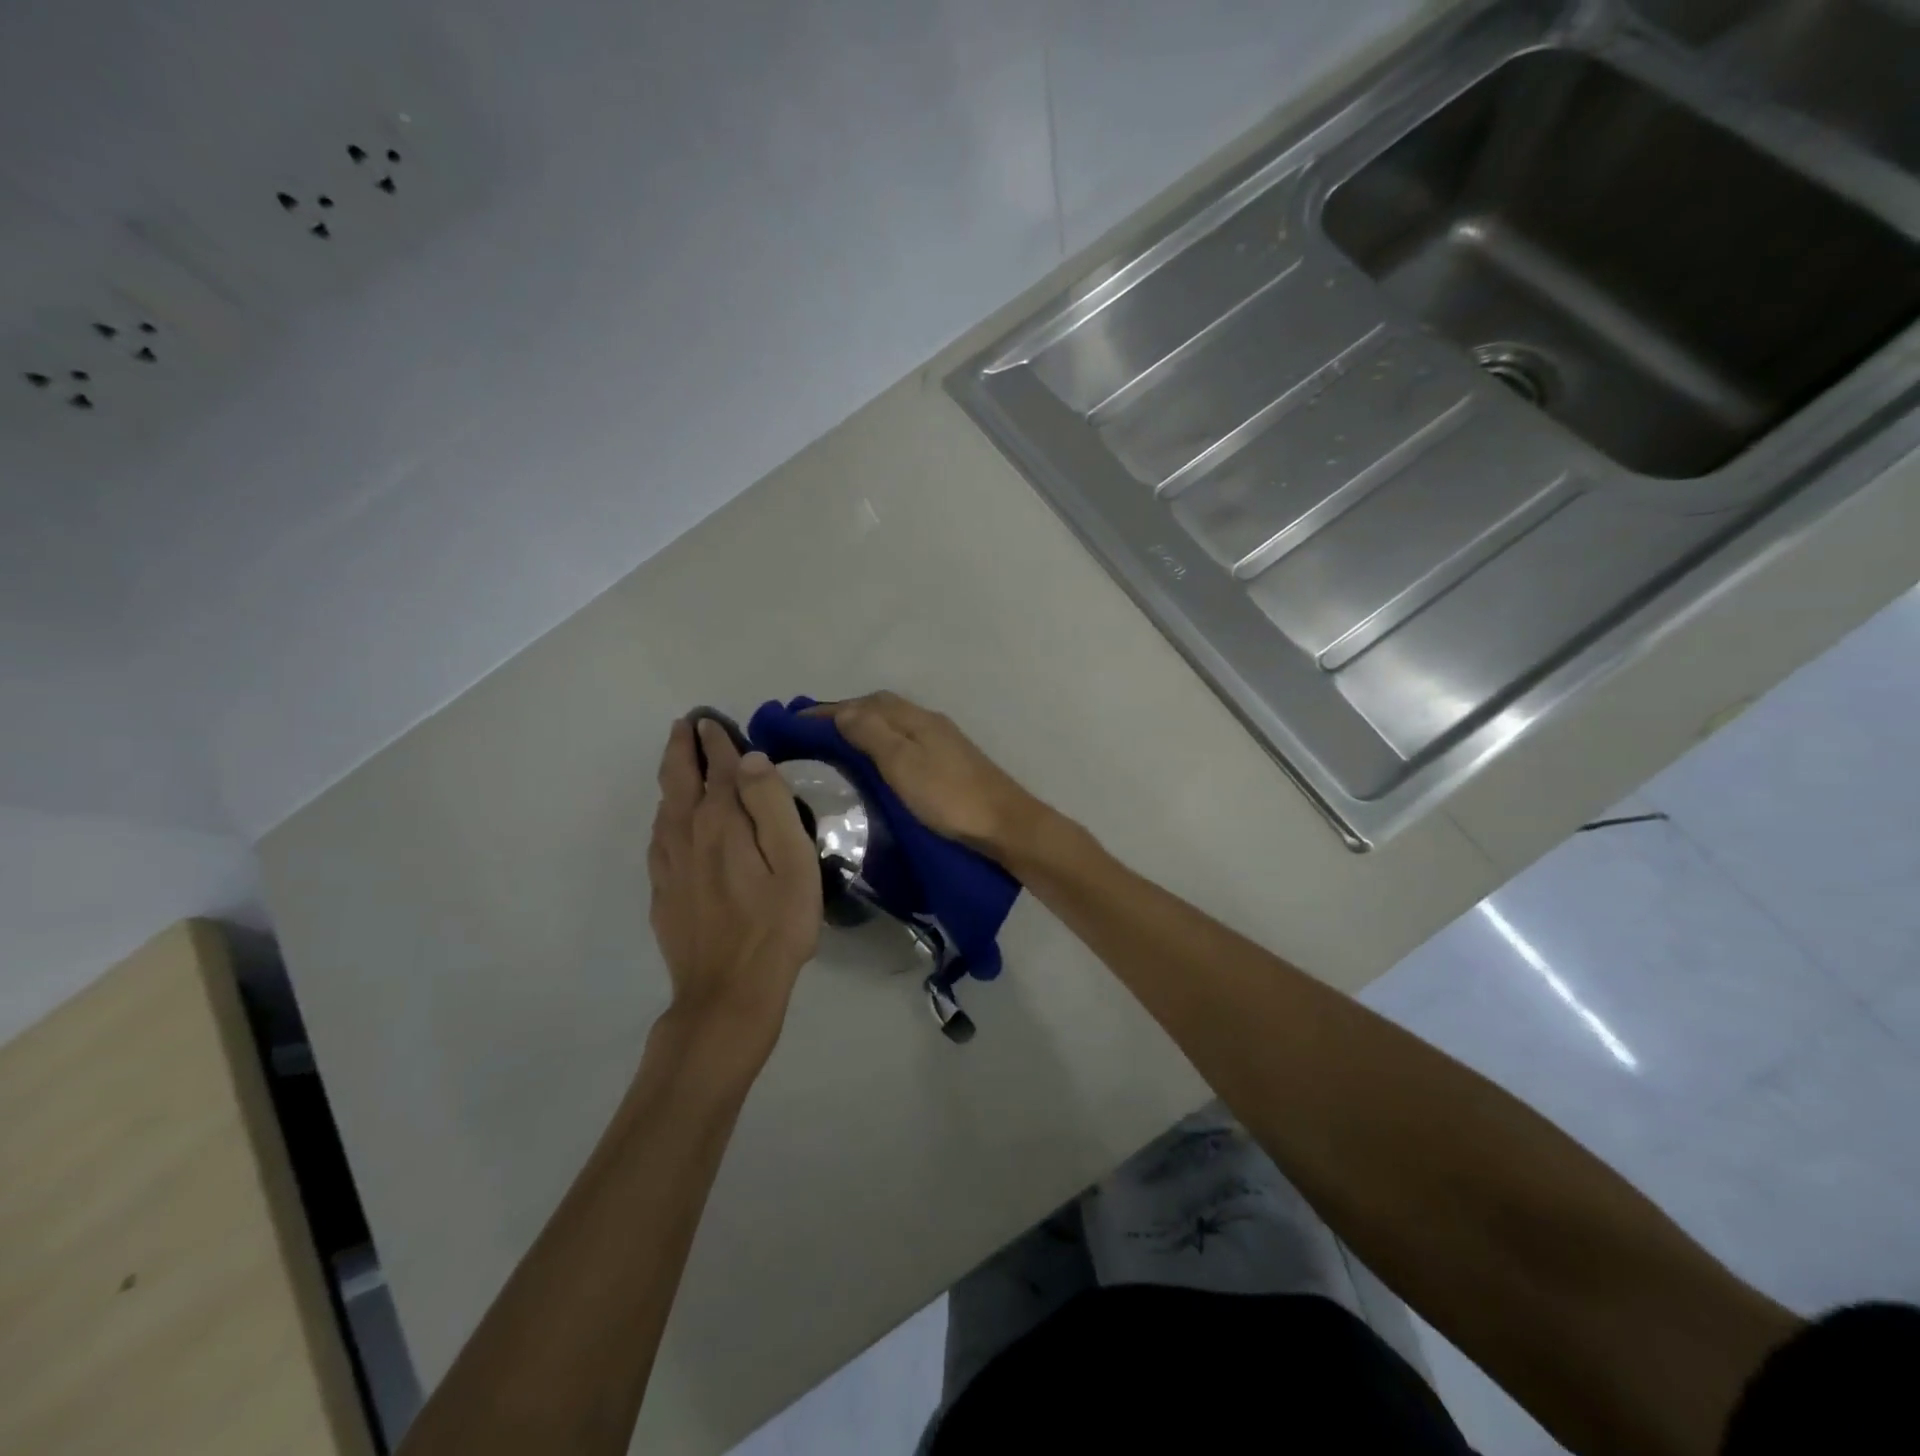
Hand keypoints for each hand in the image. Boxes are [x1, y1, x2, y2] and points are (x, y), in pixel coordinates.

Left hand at [648, 719, 821, 1047]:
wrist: (728, 993)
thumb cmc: (775, 925)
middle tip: (685, 725)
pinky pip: (659, 837)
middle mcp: (687, 834)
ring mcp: (669, 865)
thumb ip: (770, 805)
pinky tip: (671, 819)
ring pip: (663, 807)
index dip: (716, 740)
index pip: (717, 767)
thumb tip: (749, 759)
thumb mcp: (792, 861)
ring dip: (670, 776)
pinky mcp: (663, 892)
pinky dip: (665, 813)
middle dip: (681, 747)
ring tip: (678, 760)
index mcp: (721, 822)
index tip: (712, 720)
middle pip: (678, 779)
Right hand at [812, 692, 1051, 860]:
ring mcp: (941, 742)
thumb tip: (842, 711)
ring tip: (834, 749)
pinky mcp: (949, 763)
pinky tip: (873, 765)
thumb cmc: (949, 796)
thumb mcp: (903, 763)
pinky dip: (880, 745)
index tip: (793, 723)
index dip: (828, 710)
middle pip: (879, 708)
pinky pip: (904, 742)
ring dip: (862, 729)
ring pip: (893, 725)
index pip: (864, 703)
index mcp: (915, 719)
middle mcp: (927, 722)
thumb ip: (872, 733)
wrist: (1005, 825)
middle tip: (810, 736)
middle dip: (843, 715)